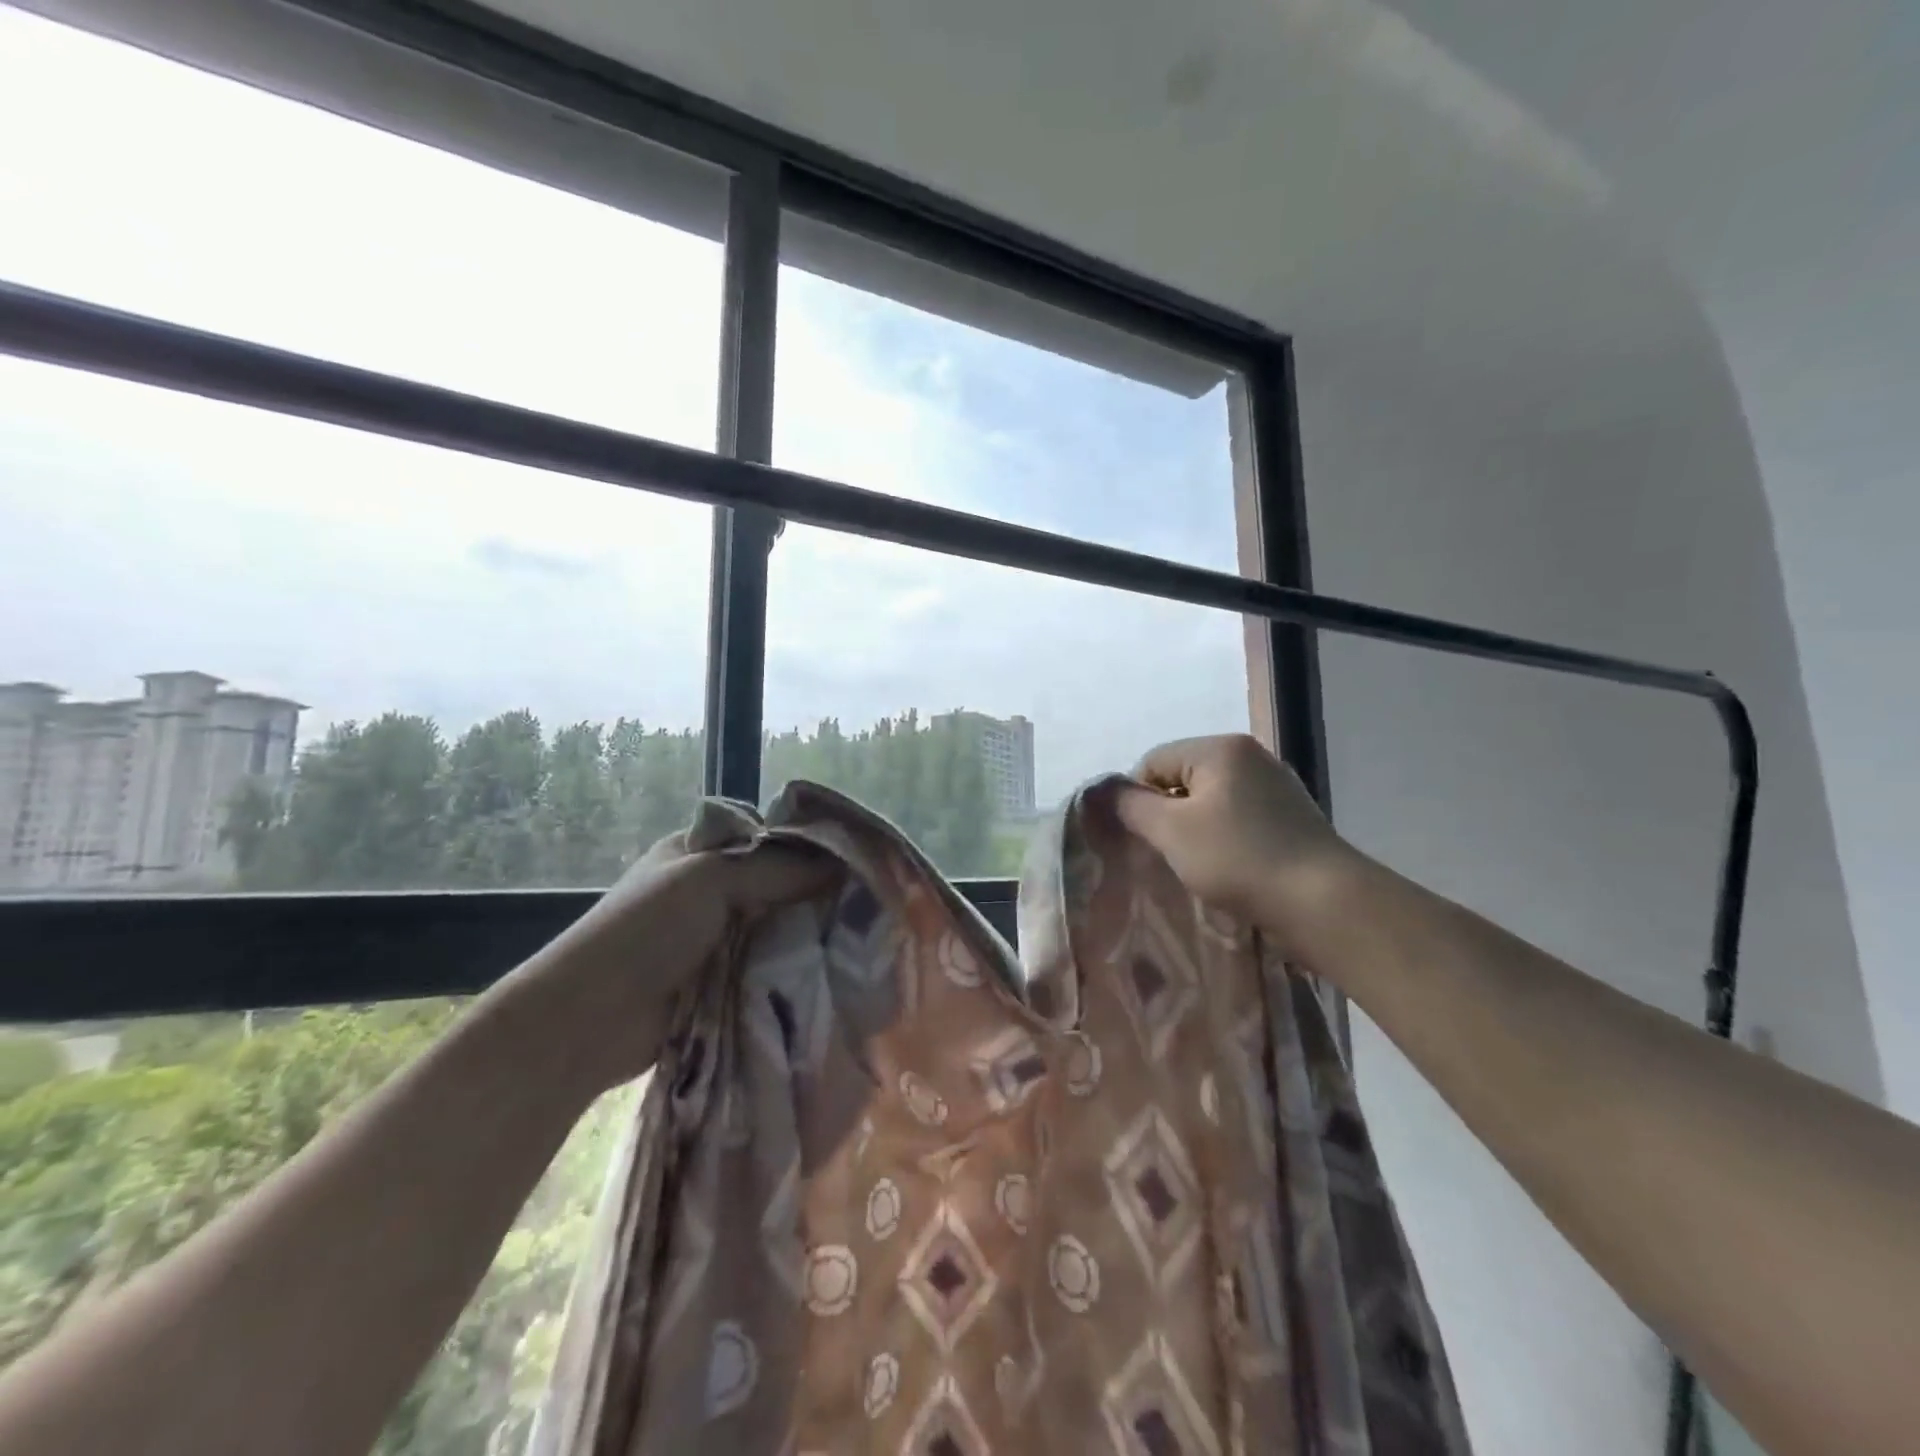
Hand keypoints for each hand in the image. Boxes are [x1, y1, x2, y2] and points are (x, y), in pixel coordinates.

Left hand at [493, 839, 837, 1098]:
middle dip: (813, 893)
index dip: (810, 846)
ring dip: (805, 933)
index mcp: (700, 849)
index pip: (770, 836)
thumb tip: (843, 866)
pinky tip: (828, 968)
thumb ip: (778, 868)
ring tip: (858, 938)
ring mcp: (715, 934)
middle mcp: (710, 886)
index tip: (855, 862)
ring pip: (776, 924)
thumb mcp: (712, 878)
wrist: (591, 1017)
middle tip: (865, 904)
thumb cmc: (647, 929)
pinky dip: (791, 965)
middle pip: (777, 882)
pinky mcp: (721, 977)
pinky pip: (767, 962)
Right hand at [1116, 734, 1367, 957]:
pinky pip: (1239, 818)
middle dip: (1168, 814)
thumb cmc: (1239, 859)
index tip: (1144, 839)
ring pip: (1211, 801)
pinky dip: (1225, 838)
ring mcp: (1276, 786)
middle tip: (1168, 853)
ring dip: (1196, 829)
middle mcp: (1250, 756)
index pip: (1153, 761)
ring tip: (1198, 865)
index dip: (1138, 798)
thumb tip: (1103, 789)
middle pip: (1183, 779)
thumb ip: (1130, 805)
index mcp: (1220, 747)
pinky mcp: (1291, 817)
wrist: (1324, 903)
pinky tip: (1229, 867)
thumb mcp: (1171, 831)